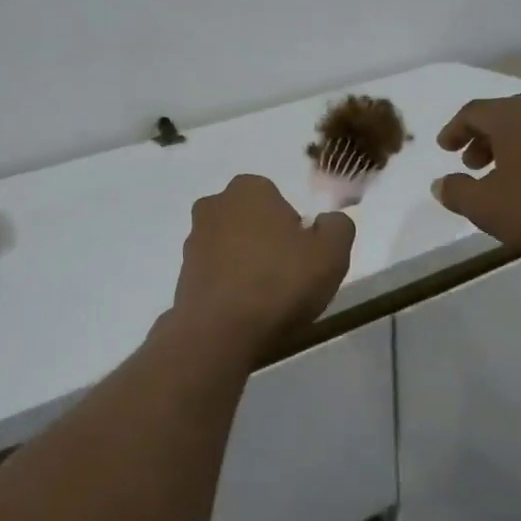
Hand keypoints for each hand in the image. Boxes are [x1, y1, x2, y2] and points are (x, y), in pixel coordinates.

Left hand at [170, 175, 355, 353]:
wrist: (219, 332)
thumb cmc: (279, 283)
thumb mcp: (332, 253)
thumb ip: (338, 227)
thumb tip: (329, 221)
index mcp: (249, 188)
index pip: (280, 200)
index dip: (296, 229)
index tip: (303, 257)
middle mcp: (214, 205)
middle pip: (254, 222)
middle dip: (268, 243)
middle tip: (288, 277)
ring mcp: (193, 240)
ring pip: (233, 248)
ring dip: (248, 265)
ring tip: (266, 300)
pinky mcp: (182, 274)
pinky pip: (217, 274)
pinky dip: (230, 287)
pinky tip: (244, 311)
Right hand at [433, 95, 520, 253]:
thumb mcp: (486, 207)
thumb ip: (457, 193)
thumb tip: (440, 184)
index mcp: (511, 118)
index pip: (473, 112)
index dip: (455, 129)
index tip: (445, 149)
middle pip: (504, 116)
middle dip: (483, 138)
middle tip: (473, 164)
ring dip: (511, 147)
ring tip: (505, 177)